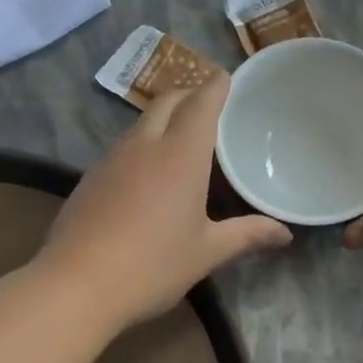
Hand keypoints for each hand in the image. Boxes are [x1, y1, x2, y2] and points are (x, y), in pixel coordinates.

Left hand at [41, 76, 292, 326]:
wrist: (76, 285)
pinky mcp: (89, 179)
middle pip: (167, 102)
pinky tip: (145, 176)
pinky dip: (140, 146)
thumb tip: (285, 234)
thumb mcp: (206, 253)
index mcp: (180, 155)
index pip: (201, 103)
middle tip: (208, 107)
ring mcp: (110, 160)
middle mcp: (143, 146)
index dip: (216, 86)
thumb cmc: (152, 266)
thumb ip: (247, 235)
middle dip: (189, 95)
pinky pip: (121, 149)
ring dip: (162, 120)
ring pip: (140, 124)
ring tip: (181, 139)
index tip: (228, 78)